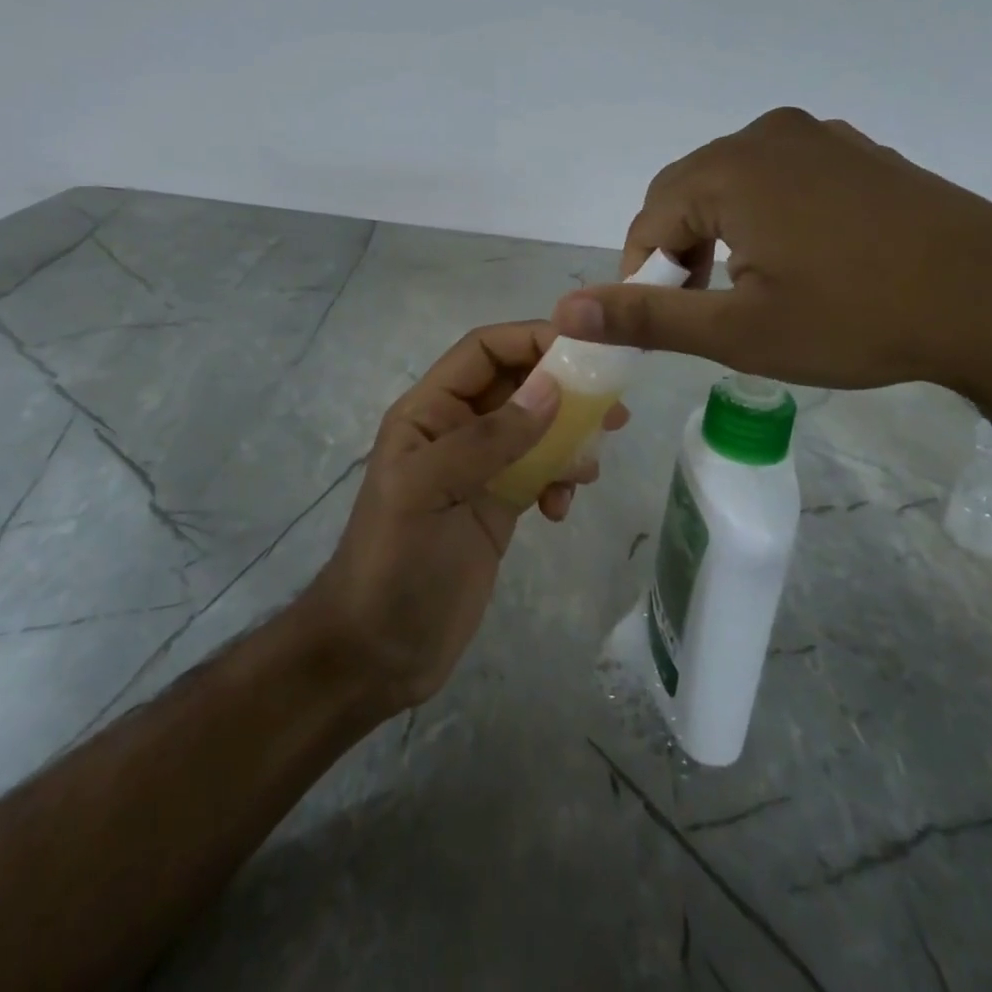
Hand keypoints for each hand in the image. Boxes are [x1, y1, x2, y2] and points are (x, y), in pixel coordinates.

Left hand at [304, 321, 629, 711]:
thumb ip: (489, 439)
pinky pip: (539, 472)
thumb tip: (552, 389)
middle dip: (563, 390)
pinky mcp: (498, 505)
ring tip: (590, 466)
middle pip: (517, 386)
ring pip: (535, 429)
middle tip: (613, 409)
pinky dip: (558, 479)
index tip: (585, 352)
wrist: (379, 650)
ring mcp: (478, 470)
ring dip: (568, 438)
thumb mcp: (430, 491)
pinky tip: (560, 508)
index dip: (530, 340)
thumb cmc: (394, 563)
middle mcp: (455, 431)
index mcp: (428, 412)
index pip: (483, 351)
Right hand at [550, 108, 991, 394]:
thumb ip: (645, 318)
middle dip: (678, 252)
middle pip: (686, 194)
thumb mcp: (740, 332)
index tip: (663, 323)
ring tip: (747, 289)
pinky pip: (782, 178)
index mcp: (730, 169)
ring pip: (733, 185)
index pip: (648, 220)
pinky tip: (801, 260)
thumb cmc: (859, 319)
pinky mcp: (859, 152)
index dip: (642, 275)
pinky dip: (765, 216)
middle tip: (701, 310)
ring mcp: (820, 137)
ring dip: (720, 234)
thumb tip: (563, 312)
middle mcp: (767, 134)